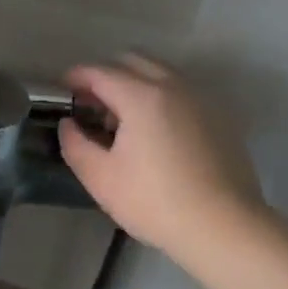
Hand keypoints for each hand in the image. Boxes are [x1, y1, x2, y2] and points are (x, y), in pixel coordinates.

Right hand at [59, 55, 264, 261]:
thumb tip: (69, 124)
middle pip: (132, 61)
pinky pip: (181, 91)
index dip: (76, 76)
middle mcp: (173, 86)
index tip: (63, 89)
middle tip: (92, 103)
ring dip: (135, 83)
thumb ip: (75, 144)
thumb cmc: (155, 202)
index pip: (100, 72)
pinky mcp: (219, 117)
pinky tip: (155, 132)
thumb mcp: (101, 178)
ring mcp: (201, 99)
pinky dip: (160, 96)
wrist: (224, 227)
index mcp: (141, 96)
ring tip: (123, 119)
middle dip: (106, 74)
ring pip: (160, 72)